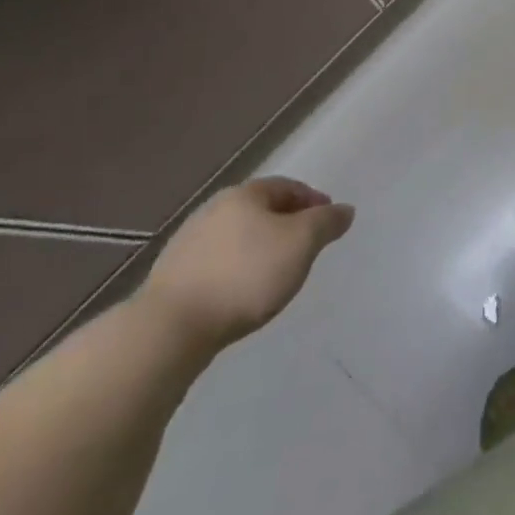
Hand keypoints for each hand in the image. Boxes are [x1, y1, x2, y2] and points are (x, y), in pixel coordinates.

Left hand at [138, 178, 353, 354]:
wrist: (171, 328)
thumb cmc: (246, 275)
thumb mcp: (302, 243)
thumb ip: (327, 222)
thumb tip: (344, 210)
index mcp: (245, 194)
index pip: (288, 186)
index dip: (313, 200)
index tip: (329, 221)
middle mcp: (214, 209)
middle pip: (260, 209)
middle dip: (286, 223)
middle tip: (305, 245)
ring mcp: (187, 242)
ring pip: (237, 236)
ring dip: (259, 247)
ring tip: (275, 272)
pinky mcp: (172, 276)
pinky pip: (217, 262)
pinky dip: (236, 268)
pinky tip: (242, 291)